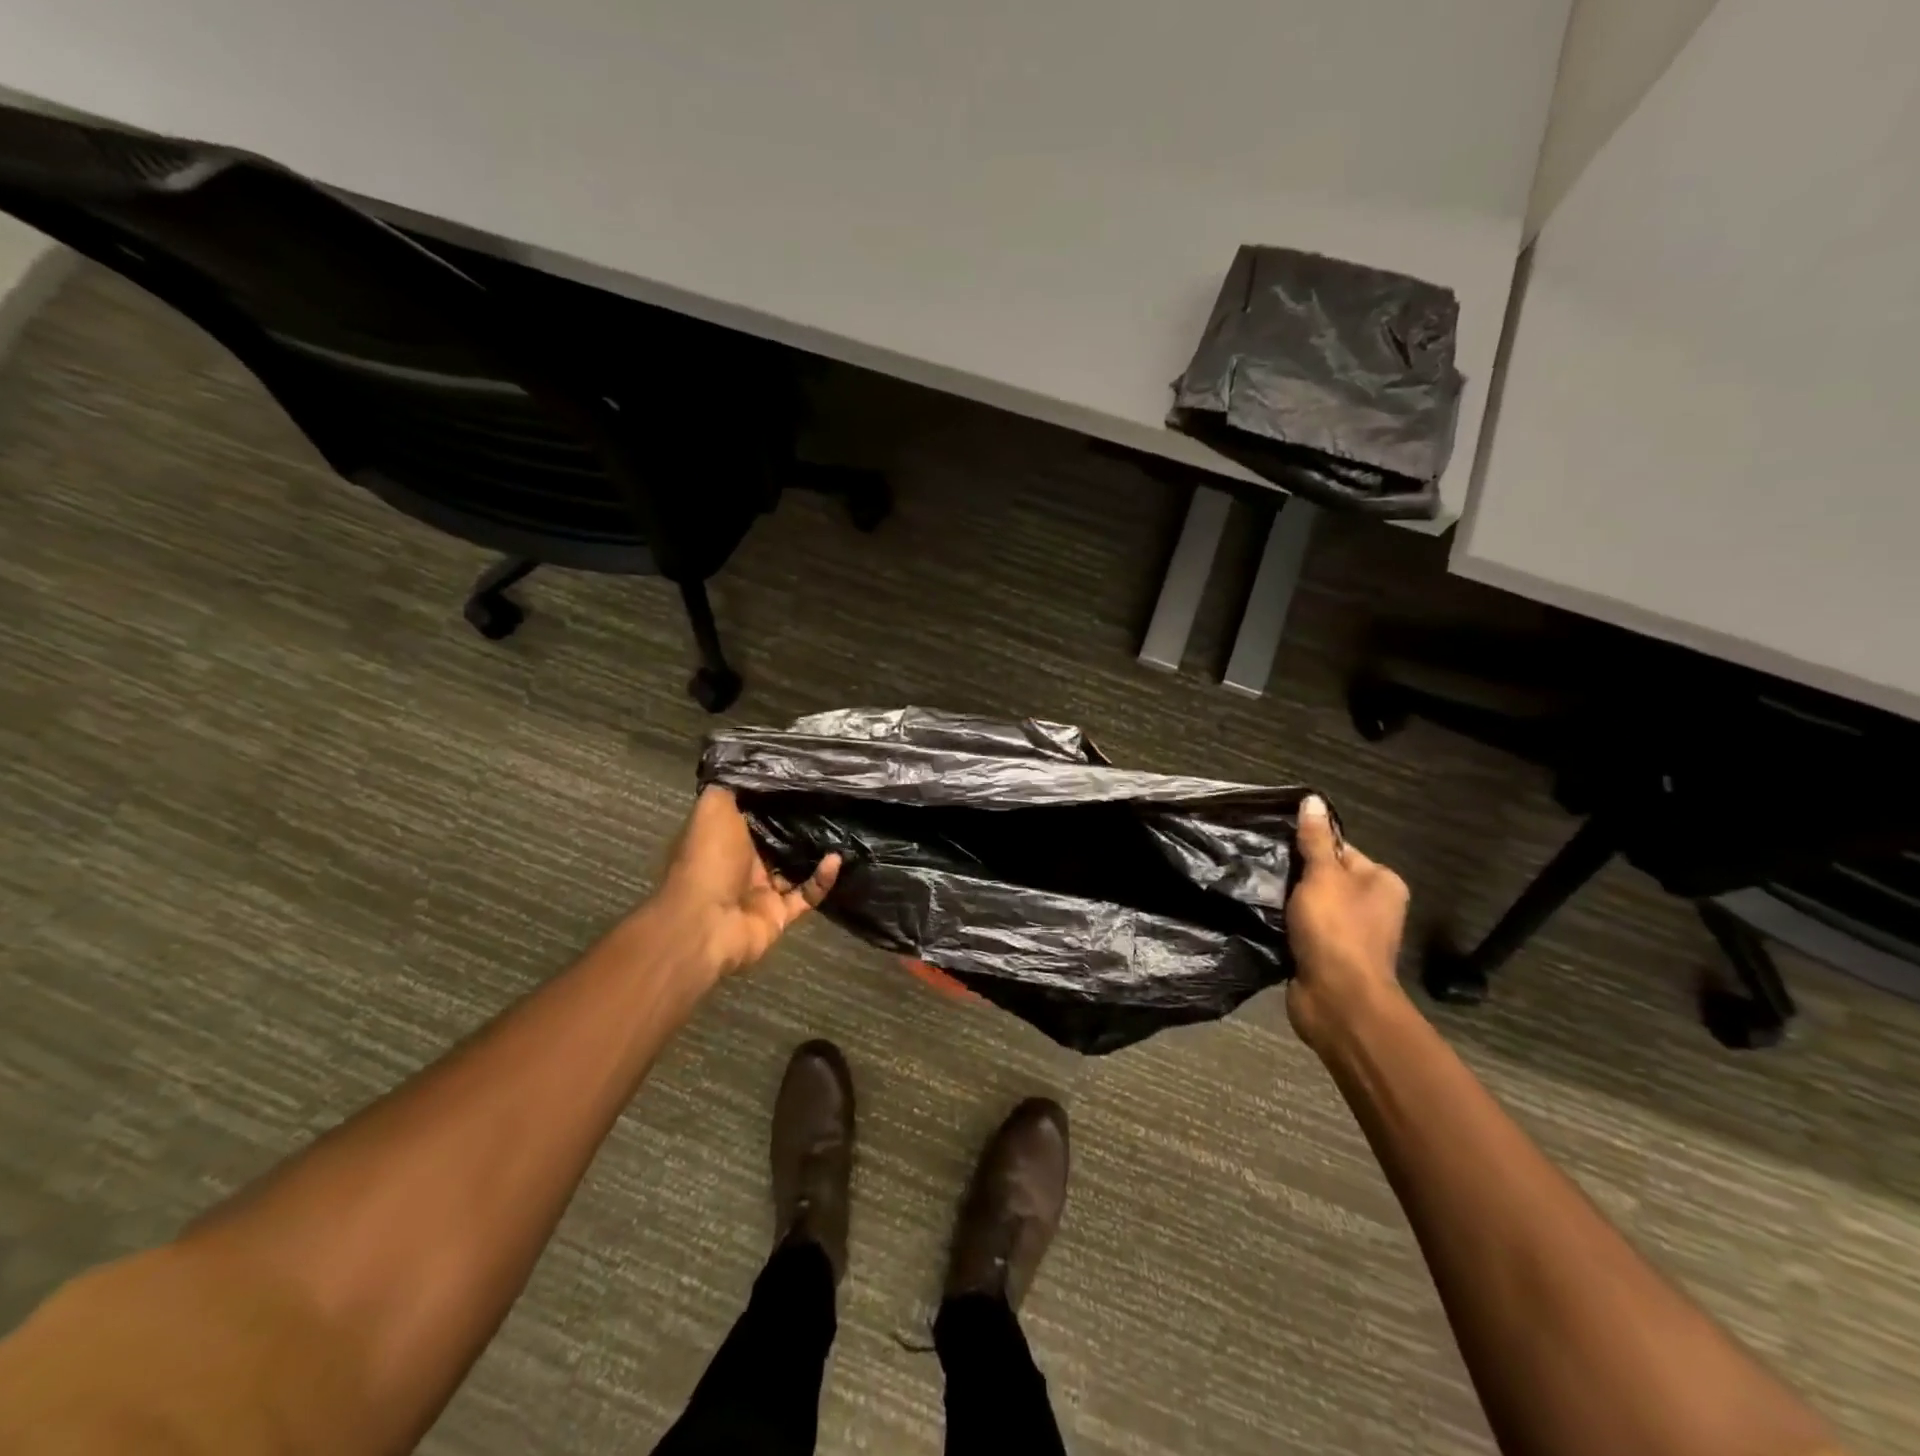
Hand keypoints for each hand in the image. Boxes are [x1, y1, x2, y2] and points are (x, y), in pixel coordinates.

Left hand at [657, 787, 840, 979]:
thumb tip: (750, 765)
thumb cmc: (708, 860)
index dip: (774, 796)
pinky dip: (822, 879)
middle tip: (831, 800)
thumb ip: (732, 788)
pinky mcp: (780, 914)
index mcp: (724, 836)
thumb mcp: (713, 808)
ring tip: (842, 828)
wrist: (705, 924)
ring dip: (816, 852)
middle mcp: (742, 862)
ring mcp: (761, 890)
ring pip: (795, 867)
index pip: (753, 811)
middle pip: (776, 839)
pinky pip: (807, 894)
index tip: (802, 777)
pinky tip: (836, 860)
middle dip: (800, 823)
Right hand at [1285, 795, 1410, 1052]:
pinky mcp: (1328, 955)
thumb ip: (1315, 840)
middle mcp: (1372, 906)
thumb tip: (1312, 800)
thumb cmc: (1336, 930)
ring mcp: (1351, 933)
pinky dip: (1285, 925)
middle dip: (1294, 874)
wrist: (1338, 1000)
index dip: (1308, 846)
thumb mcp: (1323, 876)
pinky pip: (1303, 929)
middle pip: (1324, 876)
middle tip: (1262, 867)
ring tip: (1256, 891)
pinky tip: (1263, 919)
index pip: (1340, 848)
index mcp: (1381, 882)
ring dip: (1287, 902)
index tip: (1276, 846)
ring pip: (1310, 904)